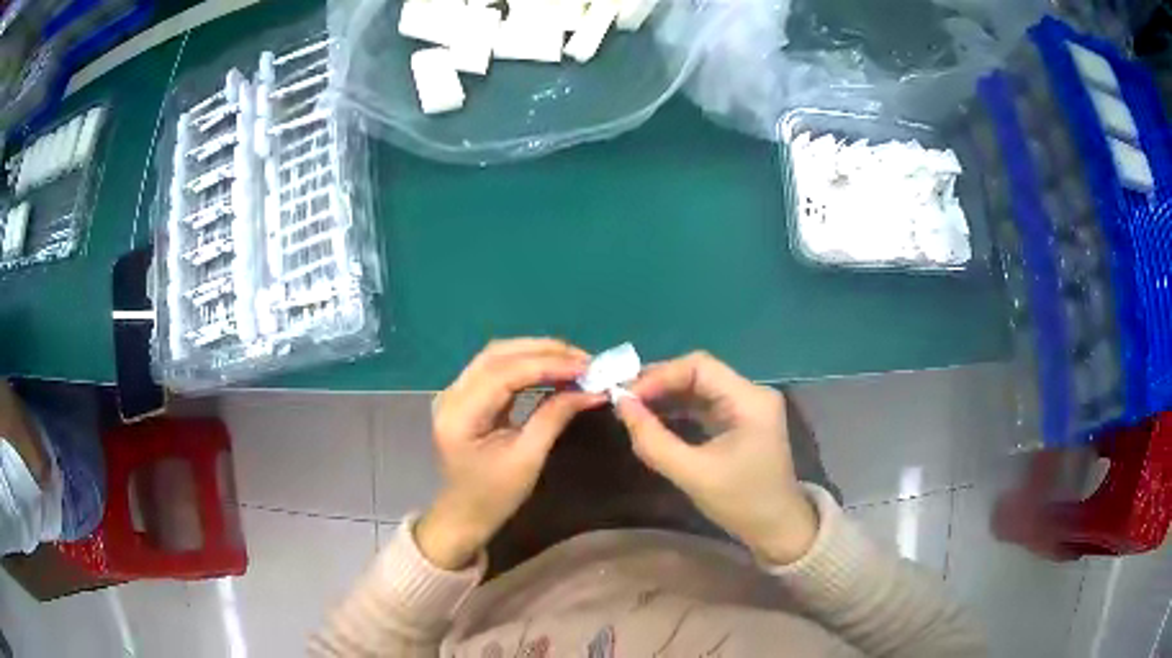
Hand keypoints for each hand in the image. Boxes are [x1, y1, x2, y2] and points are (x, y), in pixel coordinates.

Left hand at [416, 339, 605, 569]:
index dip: (547, 364)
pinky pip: (497, 369)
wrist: (464, 514)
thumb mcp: (527, 459)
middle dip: (544, 351)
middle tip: (584, 359)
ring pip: (497, 356)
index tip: (586, 367)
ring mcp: (455, 392)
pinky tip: (553, 370)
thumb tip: (591, 391)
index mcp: (459, 414)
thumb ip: (554, 417)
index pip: (504, 374)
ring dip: (537, 353)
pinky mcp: (466, 395)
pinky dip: (527, 365)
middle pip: (498, 354)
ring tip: (574, 361)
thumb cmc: (494, 496)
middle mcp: (451, 394)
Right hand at [615, 352, 817, 564]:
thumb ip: (654, 440)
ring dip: (666, 395)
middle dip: (660, 383)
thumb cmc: (741, 502)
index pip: (699, 366)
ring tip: (632, 408)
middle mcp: (751, 394)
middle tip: (623, 399)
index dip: (659, 376)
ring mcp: (747, 407)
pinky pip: (705, 404)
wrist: (777, 529)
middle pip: (699, 372)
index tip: (626, 396)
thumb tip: (621, 406)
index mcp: (750, 400)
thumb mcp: (693, 474)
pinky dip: (678, 409)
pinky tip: (654, 419)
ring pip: (700, 387)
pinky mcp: (740, 421)